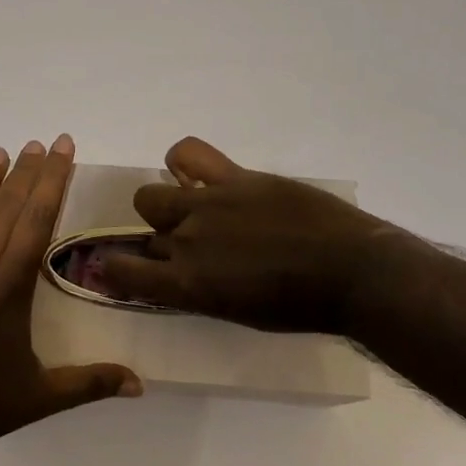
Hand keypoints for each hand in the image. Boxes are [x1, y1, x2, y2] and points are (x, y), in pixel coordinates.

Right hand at [98, 137, 426, 334]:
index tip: (118, 268)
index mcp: (187, 285)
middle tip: (189, 245)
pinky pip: (189, 153)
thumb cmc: (300, 308)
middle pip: (143, 228)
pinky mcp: (235, 177)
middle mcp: (186, 241)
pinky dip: (183, 161)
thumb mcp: (237, 312)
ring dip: (167, 205)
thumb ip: (197, 290)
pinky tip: (196, 173)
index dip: (112, 270)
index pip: (120, 272)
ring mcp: (208, 203)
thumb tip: (176, 274)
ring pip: (153, 194)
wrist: (352, 273)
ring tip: (197, 210)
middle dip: (157, 237)